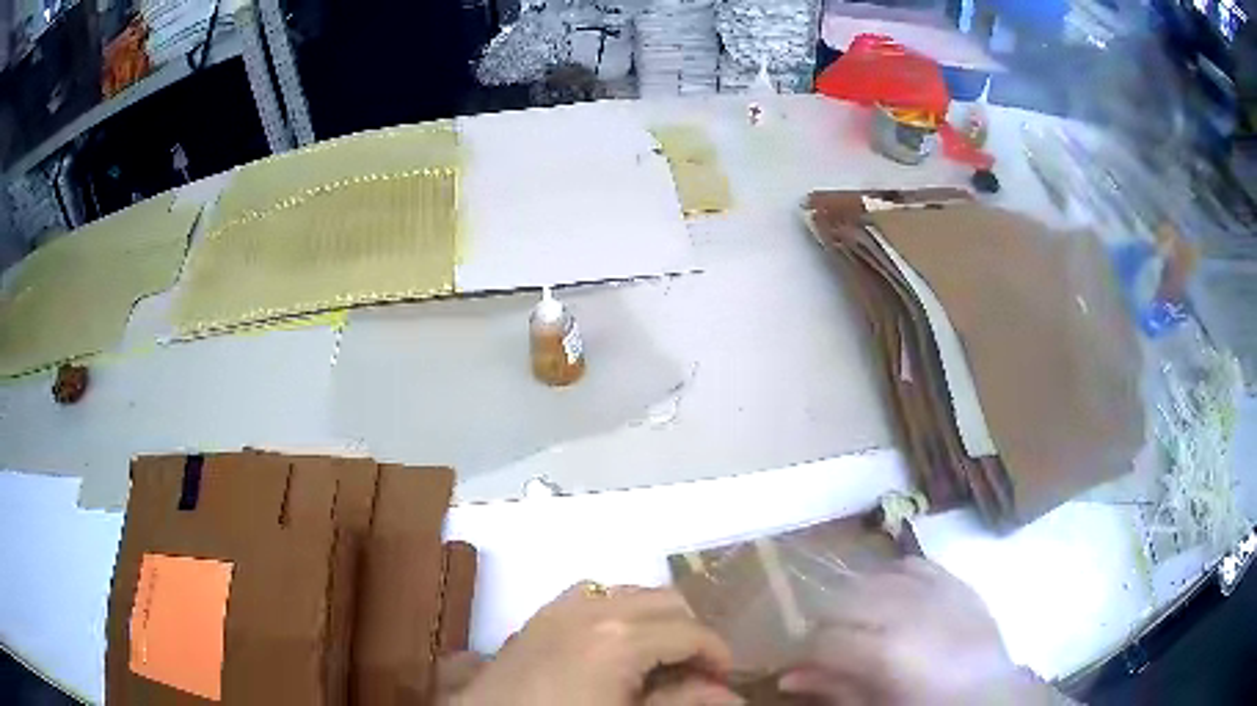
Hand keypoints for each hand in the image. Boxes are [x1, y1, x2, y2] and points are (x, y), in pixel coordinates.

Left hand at [450, 583, 743, 705]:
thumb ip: (684, 703)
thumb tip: (733, 696)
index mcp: (620, 637)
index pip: (691, 631)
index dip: (717, 653)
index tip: (725, 678)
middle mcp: (593, 608)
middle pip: (665, 600)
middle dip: (690, 632)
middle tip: (694, 671)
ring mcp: (561, 607)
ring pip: (630, 592)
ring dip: (655, 619)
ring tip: (659, 658)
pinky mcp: (539, 615)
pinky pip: (591, 595)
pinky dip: (617, 611)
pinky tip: (615, 646)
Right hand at [780, 558, 1054, 705]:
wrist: (990, 695)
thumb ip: (834, 690)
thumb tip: (788, 677)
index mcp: (884, 651)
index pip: (822, 640)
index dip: (803, 653)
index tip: (800, 665)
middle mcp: (905, 610)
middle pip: (841, 601)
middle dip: (825, 624)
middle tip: (829, 648)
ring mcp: (932, 589)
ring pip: (872, 578)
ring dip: (855, 600)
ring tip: (860, 624)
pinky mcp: (953, 580)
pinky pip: (911, 563)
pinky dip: (892, 577)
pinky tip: (891, 598)